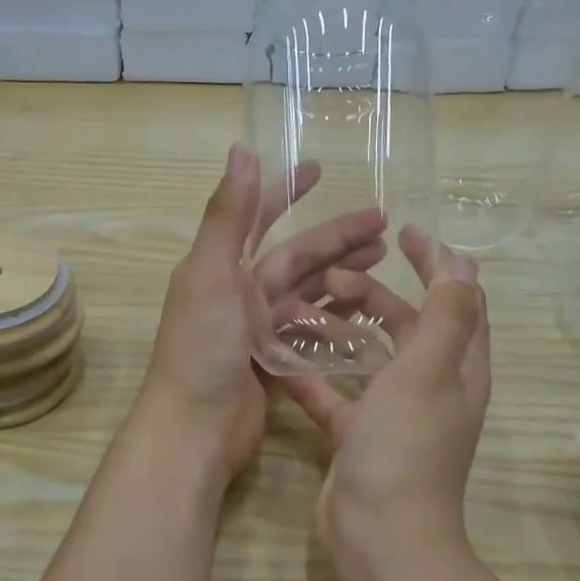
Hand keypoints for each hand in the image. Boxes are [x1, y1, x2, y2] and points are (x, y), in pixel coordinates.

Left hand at [135, 145, 386, 486]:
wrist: (194, 431)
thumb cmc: (201, 350)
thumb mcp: (211, 275)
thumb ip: (227, 216)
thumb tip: (242, 150)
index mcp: (219, 267)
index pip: (256, 217)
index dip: (285, 191)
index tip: (317, 169)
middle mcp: (237, 292)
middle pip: (295, 256)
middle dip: (335, 237)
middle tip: (383, 223)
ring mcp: (256, 329)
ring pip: (307, 291)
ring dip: (342, 272)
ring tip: (385, 258)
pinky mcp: (273, 361)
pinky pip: (310, 329)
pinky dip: (336, 316)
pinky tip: (368, 308)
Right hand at [275, 226, 490, 556]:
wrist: (379, 536)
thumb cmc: (406, 446)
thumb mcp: (429, 370)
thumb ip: (447, 314)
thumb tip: (462, 262)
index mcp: (458, 367)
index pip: (458, 299)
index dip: (438, 261)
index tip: (404, 230)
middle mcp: (431, 386)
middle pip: (408, 323)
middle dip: (376, 292)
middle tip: (333, 277)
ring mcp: (393, 413)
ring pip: (369, 356)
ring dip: (342, 328)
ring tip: (304, 307)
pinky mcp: (358, 435)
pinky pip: (336, 393)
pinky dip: (315, 374)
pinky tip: (282, 357)